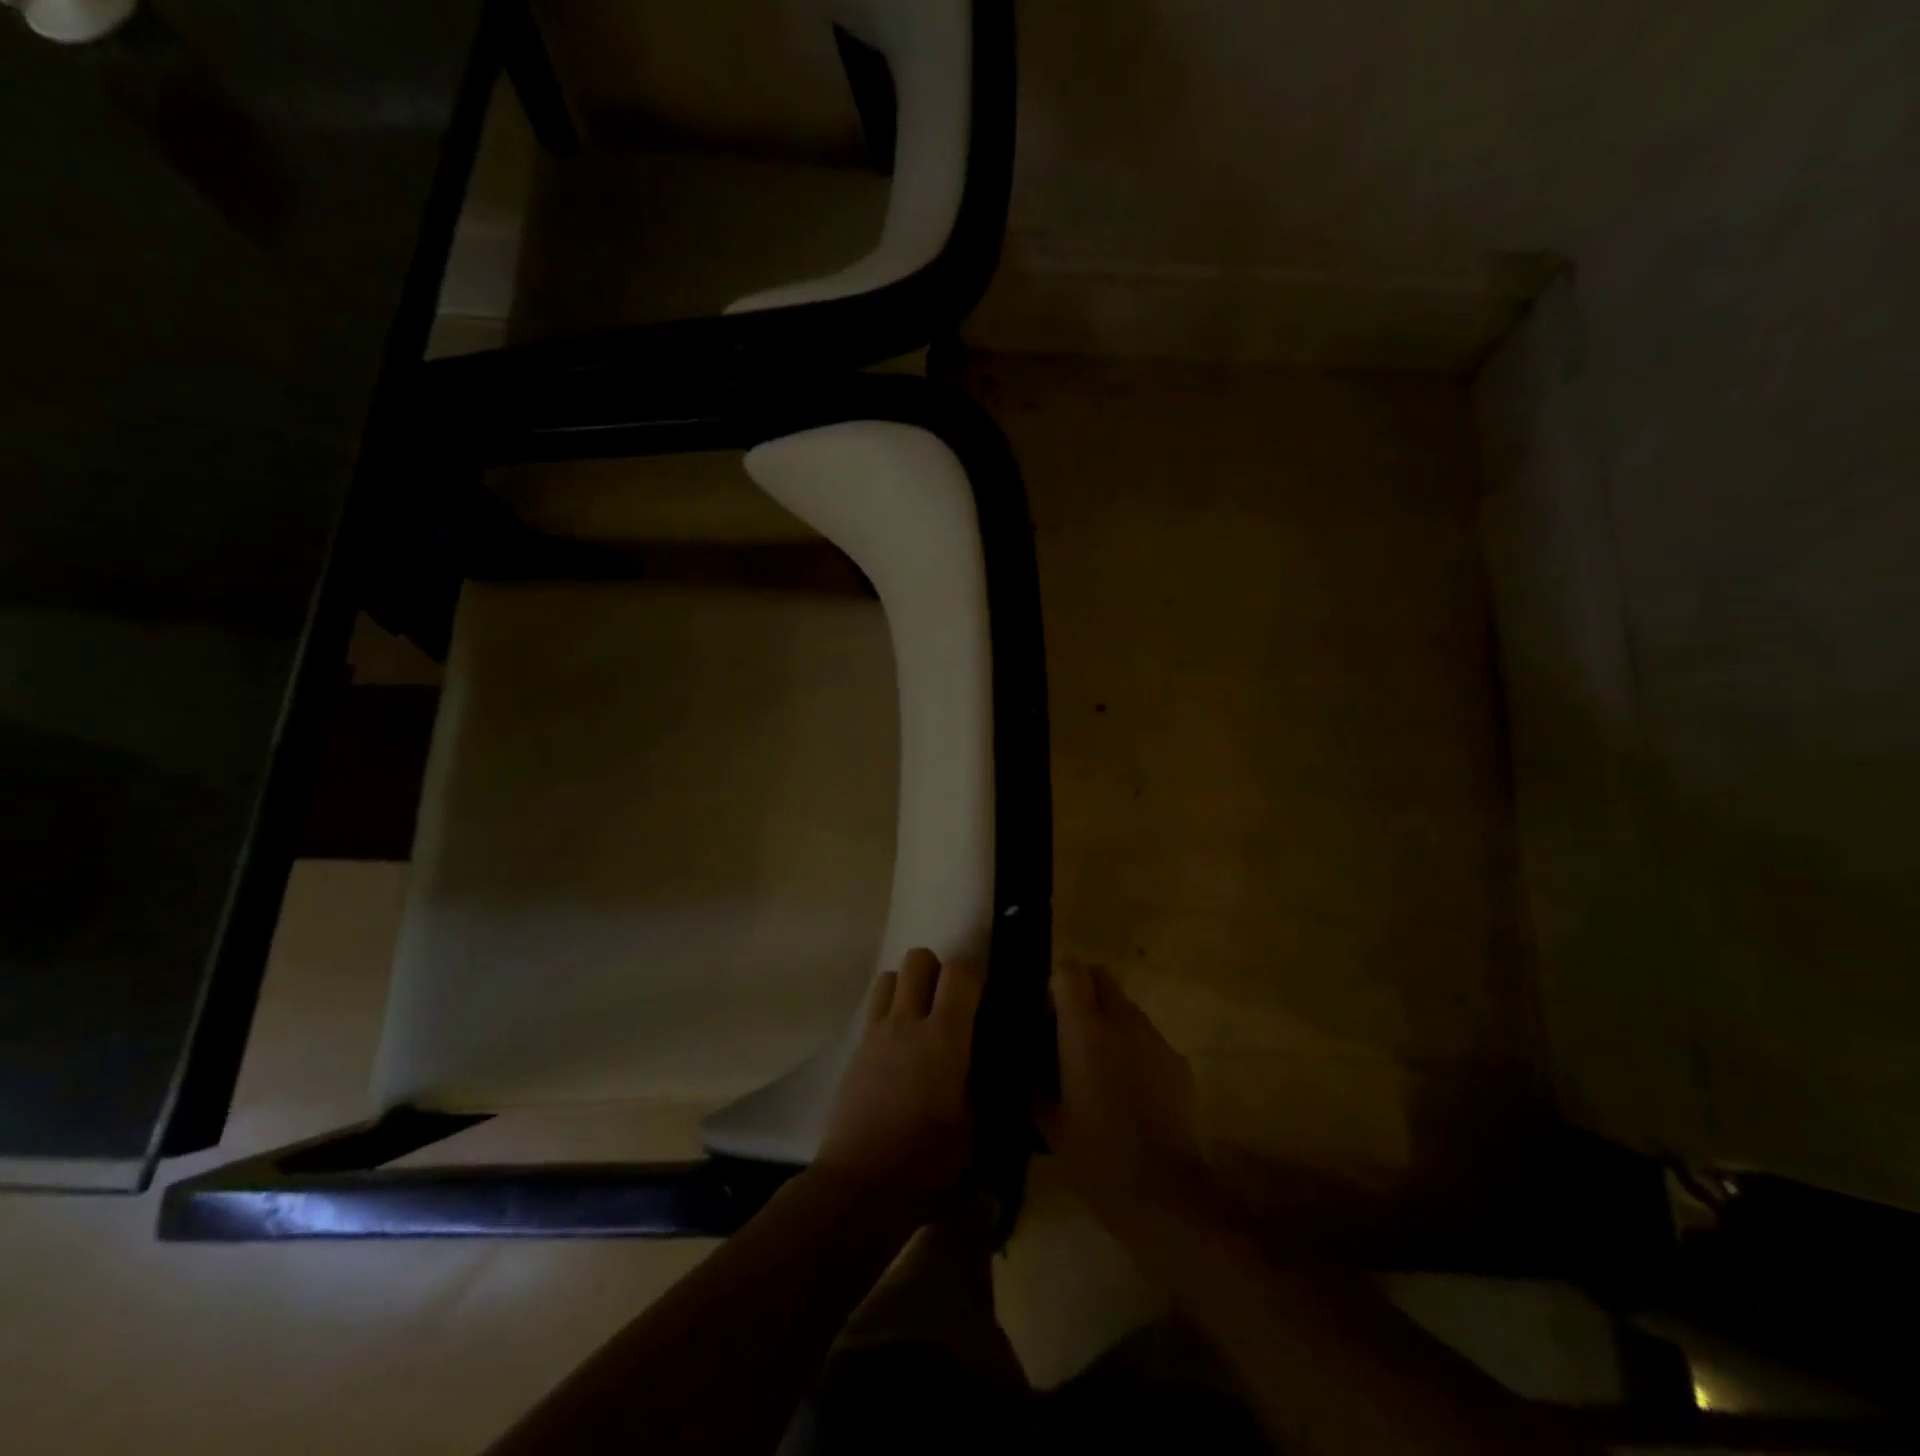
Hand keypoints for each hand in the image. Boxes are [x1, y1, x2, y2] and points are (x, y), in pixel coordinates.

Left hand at [816, 948, 982, 1213]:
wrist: (859, 1184)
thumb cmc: (926, 1163)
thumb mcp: (973, 1129)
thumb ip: (981, 1085)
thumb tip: (987, 1062)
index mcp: (944, 1038)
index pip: (960, 973)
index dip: (975, 975)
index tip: (983, 997)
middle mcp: (908, 1022)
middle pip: (919, 959)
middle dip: (937, 970)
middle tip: (950, 1003)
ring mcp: (876, 1032)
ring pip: (890, 976)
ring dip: (908, 986)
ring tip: (920, 1018)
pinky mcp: (855, 1049)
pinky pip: (873, 1008)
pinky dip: (888, 1011)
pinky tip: (897, 1046)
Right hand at [1037, 962, 1208, 1226]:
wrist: (1161, 1190)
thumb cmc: (1095, 1154)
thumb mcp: (1049, 1122)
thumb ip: (1034, 1084)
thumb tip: (1027, 1069)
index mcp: (1084, 1028)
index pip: (1070, 970)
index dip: (1056, 983)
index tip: (1047, 1012)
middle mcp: (1121, 1020)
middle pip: (1102, 977)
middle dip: (1085, 993)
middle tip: (1070, 1031)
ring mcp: (1154, 1038)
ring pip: (1127, 1008)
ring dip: (1110, 1021)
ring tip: (1100, 1064)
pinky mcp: (1178, 1061)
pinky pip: (1149, 1039)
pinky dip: (1136, 1050)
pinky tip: (1131, 1090)